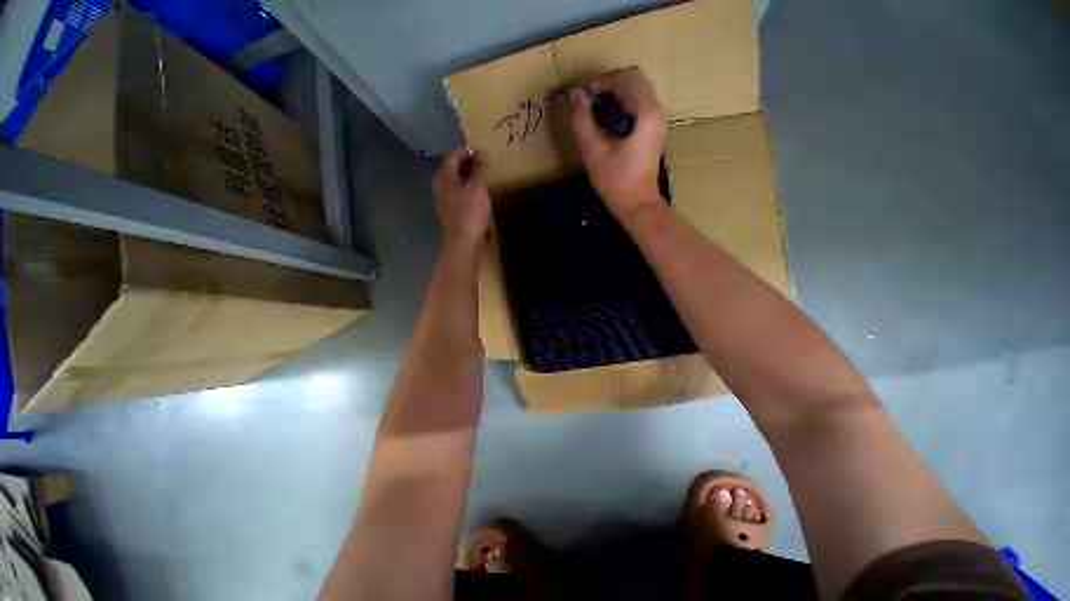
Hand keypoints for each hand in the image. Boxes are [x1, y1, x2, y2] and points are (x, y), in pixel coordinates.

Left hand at [432, 149, 491, 244]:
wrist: (463, 242)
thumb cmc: (470, 212)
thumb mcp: (479, 187)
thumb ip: (481, 169)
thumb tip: (483, 153)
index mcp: (444, 177)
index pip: (453, 155)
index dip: (467, 152)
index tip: (483, 154)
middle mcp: (439, 186)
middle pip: (452, 169)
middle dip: (468, 165)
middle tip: (484, 166)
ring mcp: (442, 201)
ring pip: (455, 183)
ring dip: (468, 179)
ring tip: (483, 181)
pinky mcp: (449, 213)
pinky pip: (457, 195)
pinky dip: (466, 191)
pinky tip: (477, 197)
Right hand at [569, 67, 665, 219]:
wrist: (637, 204)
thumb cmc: (615, 181)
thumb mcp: (593, 151)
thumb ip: (582, 120)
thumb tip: (575, 95)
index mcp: (645, 112)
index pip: (624, 78)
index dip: (600, 82)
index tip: (583, 97)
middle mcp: (656, 110)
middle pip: (634, 79)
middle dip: (608, 86)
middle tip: (589, 103)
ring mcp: (657, 120)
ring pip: (637, 91)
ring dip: (615, 96)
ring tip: (596, 114)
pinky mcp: (653, 130)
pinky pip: (639, 105)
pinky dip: (622, 106)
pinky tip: (608, 125)